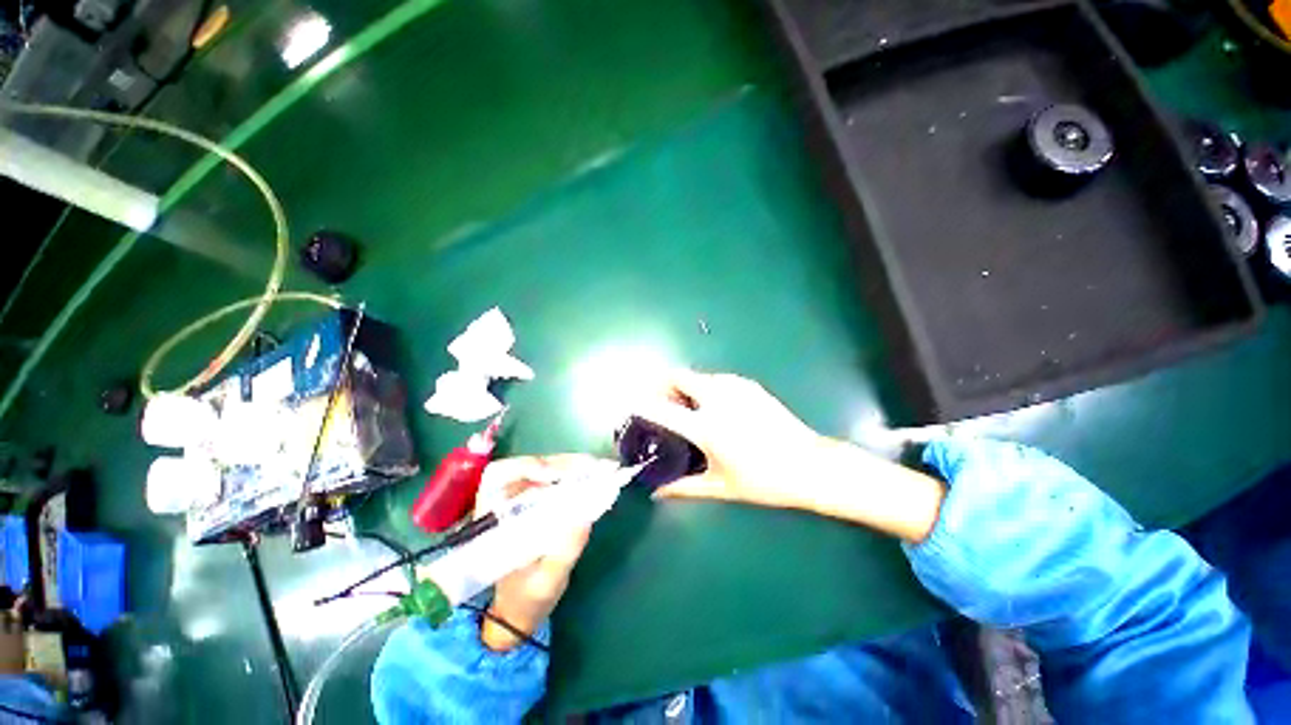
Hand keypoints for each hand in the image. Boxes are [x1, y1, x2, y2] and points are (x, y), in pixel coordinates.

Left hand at [473, 455, 604, 651]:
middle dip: (561, 464)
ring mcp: (520, 498)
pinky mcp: (536, 499)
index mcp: (493, 520)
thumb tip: (586, 517)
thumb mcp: (546, 581)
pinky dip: (574, 473)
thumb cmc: (525, 599)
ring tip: (598, 469)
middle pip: (527, 466)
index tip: (555, 475)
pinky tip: (592, 476)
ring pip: (543, 468)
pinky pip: (554, 478)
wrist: (520, 610)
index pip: (500, 476)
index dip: (527, 467)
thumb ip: (564, 551)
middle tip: (593, 467)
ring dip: (571, 466)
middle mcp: (503, 502)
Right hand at [633, 370, 829, 509]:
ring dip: (685, 385)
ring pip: (698, 375)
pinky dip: (705, 386)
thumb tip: (656, 494)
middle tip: (660, 401)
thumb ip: (683, 488)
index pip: (663, 409)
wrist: (810, 465)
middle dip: (663, 384)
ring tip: (686, 406)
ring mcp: (735, 388)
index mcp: (707, 427)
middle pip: (678, 376)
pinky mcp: (750, 385)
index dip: (641, 403)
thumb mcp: (721, 487)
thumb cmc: (764, 481)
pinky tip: (714, 405)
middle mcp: (718, 399)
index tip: (630, 403)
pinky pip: (717, 378)